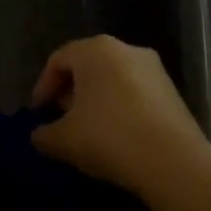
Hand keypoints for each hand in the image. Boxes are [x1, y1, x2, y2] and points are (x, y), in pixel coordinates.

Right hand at [30, 35, 210, 194]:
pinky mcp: (172, 90)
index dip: (42, 87)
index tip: (37, 114)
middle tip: (60, 119)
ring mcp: (154, 68)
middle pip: (87, 65)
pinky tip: (116, 135)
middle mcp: (126, 49)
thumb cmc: (109, 138)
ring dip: (95, 100)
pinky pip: (135, 92)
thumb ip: (43, 134)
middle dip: (69, 92)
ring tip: (87, 130)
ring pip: (113, 78)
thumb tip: (40, 135)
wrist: (173, 161)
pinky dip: (120, 107)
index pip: (58, 60)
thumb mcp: (62, 140)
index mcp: (95, 50)